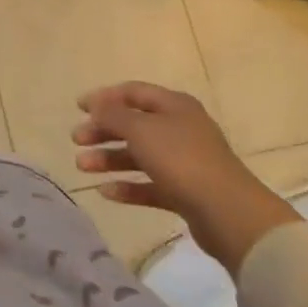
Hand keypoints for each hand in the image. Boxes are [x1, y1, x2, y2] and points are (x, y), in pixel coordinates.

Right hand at [73, 82, 299, 273]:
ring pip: (139, 155)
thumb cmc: (181, 159)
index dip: (104, 97)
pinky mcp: (186, 193)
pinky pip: (150, 185)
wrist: (229, 214)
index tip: (77, 107)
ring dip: (109, 159)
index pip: (133, 92)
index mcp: (174, 106)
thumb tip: (96, 106)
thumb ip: (113, 115)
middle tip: (77, 139)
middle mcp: (180, 129)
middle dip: (103, 130)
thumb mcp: (140, 128)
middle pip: (134, 124)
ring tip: (82, 167)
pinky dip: (128, 187)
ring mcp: (185, 162)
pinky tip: (105, 192)